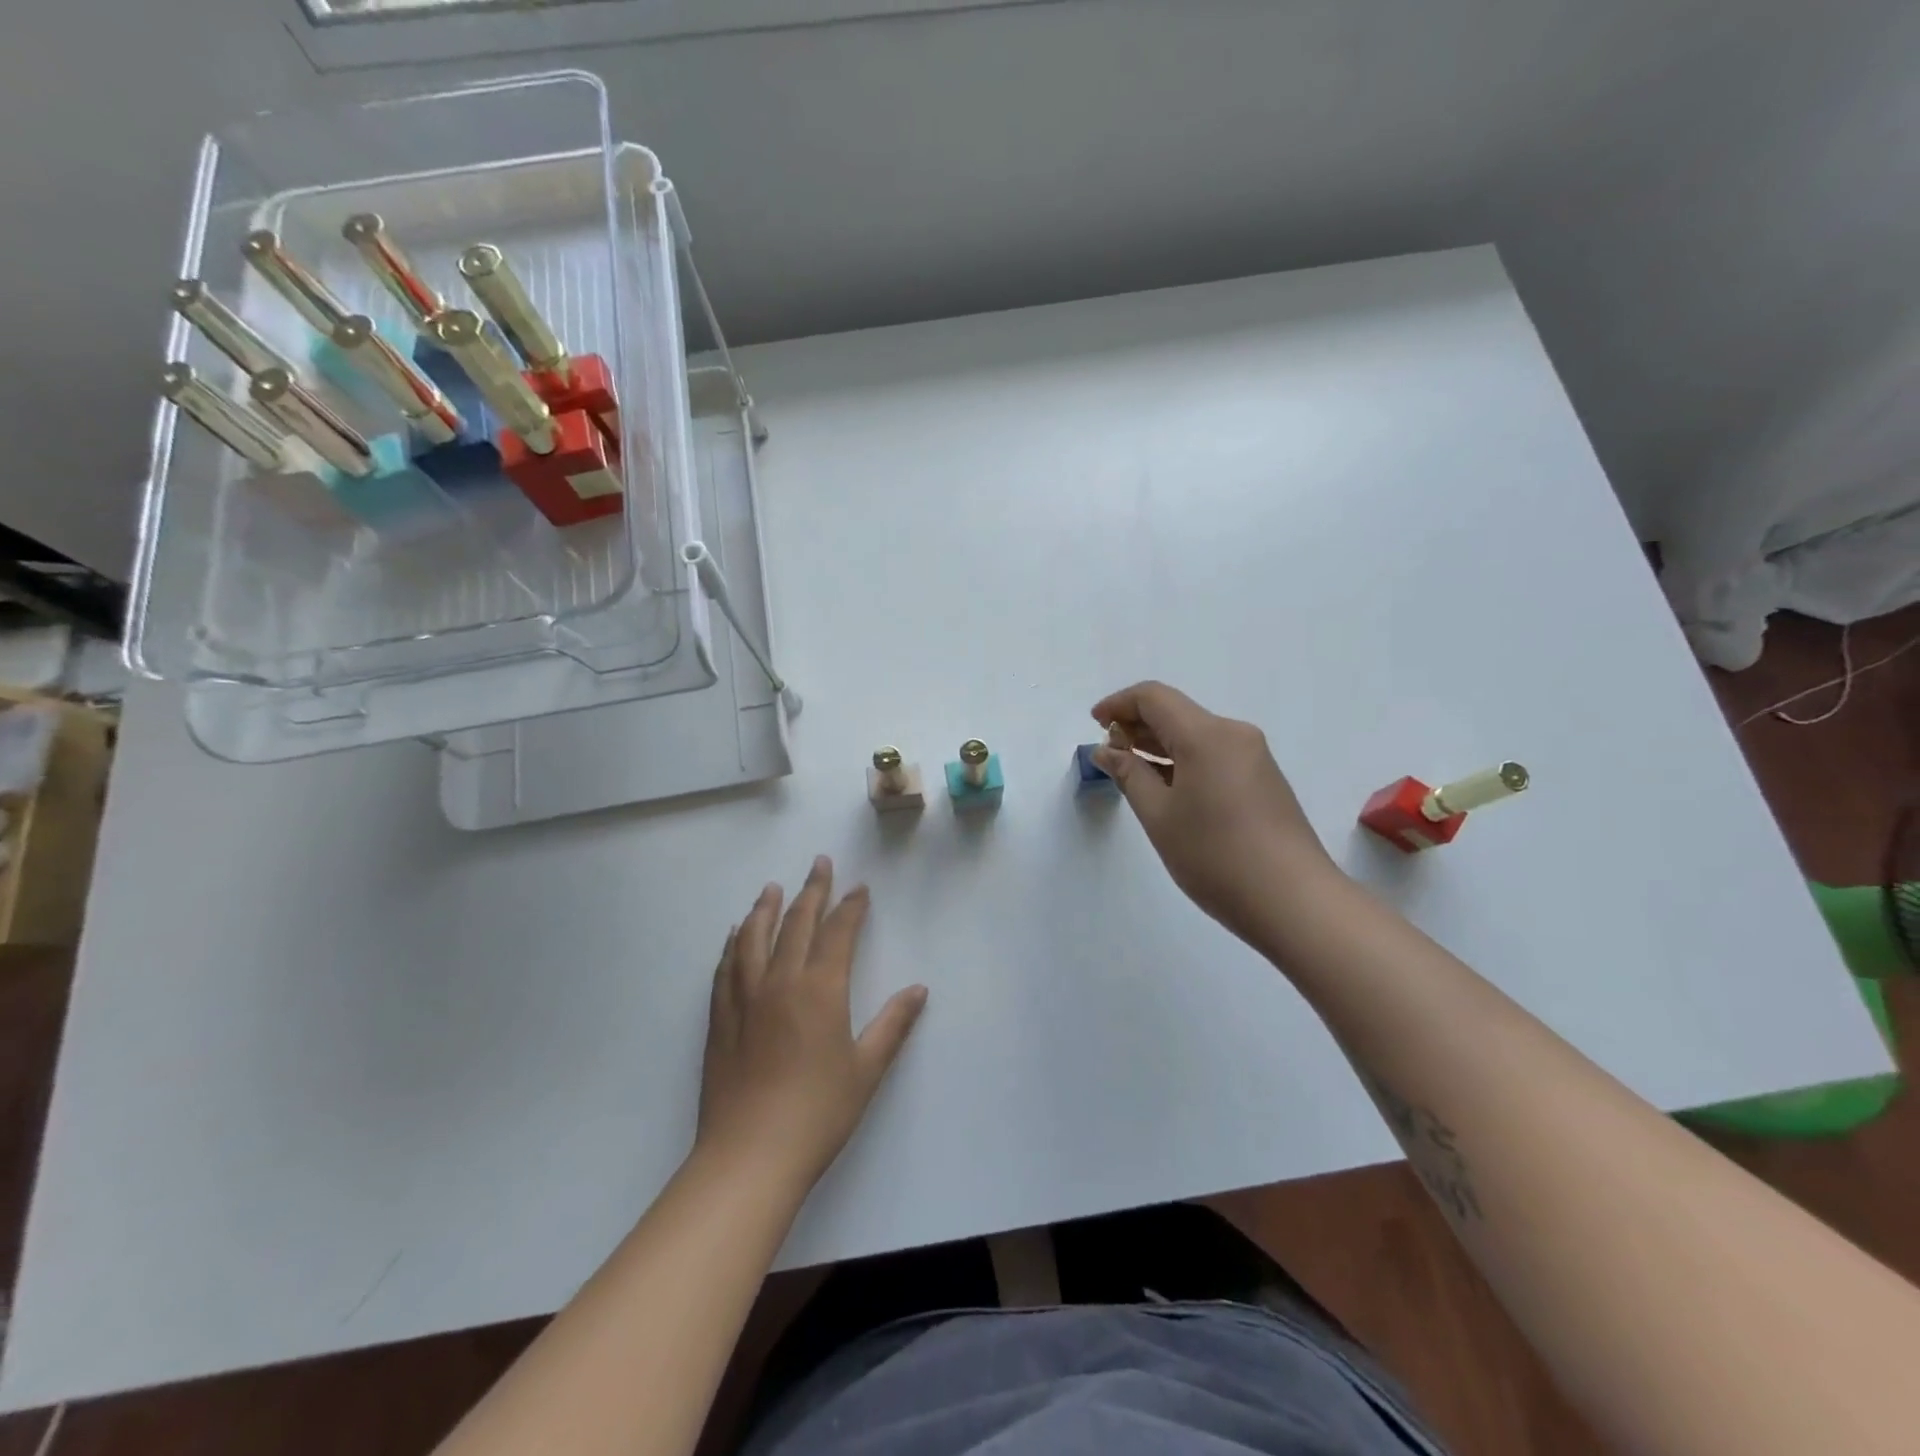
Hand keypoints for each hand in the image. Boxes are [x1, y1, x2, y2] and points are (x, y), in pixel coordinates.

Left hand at [697, 856, 928, 1189]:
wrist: (749, 1157)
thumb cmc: (818, 1113)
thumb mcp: (867, 1070)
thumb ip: (893, 1024)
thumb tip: (918, 989)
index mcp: (820, 990)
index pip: (838, 933)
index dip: (851, 907)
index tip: (859, 888)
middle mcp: (780, 982)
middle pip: (797, 924)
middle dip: (811, 891)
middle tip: (819, 863)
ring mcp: (745, 999)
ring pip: (754, 938)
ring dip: (766, 908)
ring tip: (772, 888)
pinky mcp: (720, 1019)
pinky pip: (726, 967)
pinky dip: (733, 944)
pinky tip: (735, 935)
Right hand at [1091, 682, 1340, 947]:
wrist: (1294, 902)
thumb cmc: (1215, 857)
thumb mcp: (1159, 816)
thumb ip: (1129, 775)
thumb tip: (1106, 750)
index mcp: (1206, 735)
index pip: (1154, 697)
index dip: (1119, 704)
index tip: (1094, 724)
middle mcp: (1234, 735)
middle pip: (1176, 713)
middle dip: (1137, 725)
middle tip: (1108, 753)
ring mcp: (1253, 758)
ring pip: (1195, 735)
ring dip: (1159, 745)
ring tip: (1130, 771)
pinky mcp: (1263, 780)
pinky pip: (1213, 755)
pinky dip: (1182, 761)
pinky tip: (1165, 788)